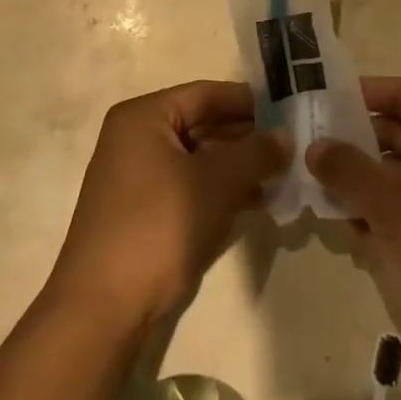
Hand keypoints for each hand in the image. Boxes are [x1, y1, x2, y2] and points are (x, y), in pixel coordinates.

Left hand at [49, 81, 287, 330]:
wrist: (104, 305)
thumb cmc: (160, 225)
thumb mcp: (217, 183)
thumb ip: (255, 152)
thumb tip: (286, 135)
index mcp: (145, 117)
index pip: (207, 93)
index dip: (250, 101)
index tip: (291, 110)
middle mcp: (137, 138)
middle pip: (203, 124)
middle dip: (248, 136)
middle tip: (296, 146)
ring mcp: (137, 175)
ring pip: (199, 158)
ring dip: (239, 166)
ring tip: (285, 175)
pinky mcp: (143, 209)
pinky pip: (190, 185)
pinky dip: (221, 189)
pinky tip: (257, 201)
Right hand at [307, 76, 400, 349]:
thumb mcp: (393, 205)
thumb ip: (348, 170)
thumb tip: (314, 146)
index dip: (365, 92)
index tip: (324, 104)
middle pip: (399, 131)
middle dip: (355, 141)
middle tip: (312, 152)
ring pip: (400, 171)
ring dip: (363, 180)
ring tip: (323, 195)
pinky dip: (381, 209)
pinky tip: (353, 231)